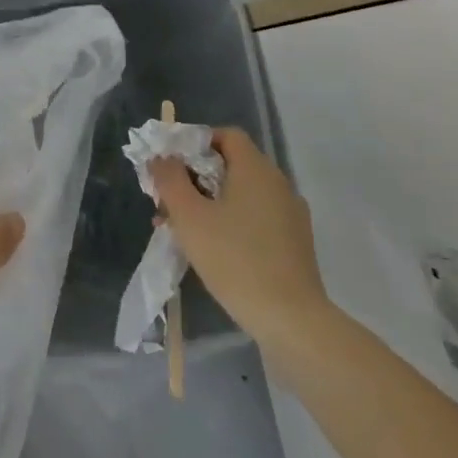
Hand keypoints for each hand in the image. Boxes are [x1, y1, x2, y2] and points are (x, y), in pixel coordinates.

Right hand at [150, 127, 330, 342]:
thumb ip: (170, 180)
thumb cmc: (236, 260)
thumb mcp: (190, 217)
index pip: (226, 136)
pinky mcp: (296, 244)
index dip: (196, 143)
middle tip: (170, 202)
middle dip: (196, 178)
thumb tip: (161, 157)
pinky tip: (214, 251)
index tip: (172, 167)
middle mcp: (278, 183)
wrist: (293, 322)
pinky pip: (257, 218)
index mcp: (256, 168)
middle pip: (232, 165)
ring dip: (211, 204)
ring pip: (243, 195)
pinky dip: (233, 223)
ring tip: (183, 231)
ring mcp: (291, 215)